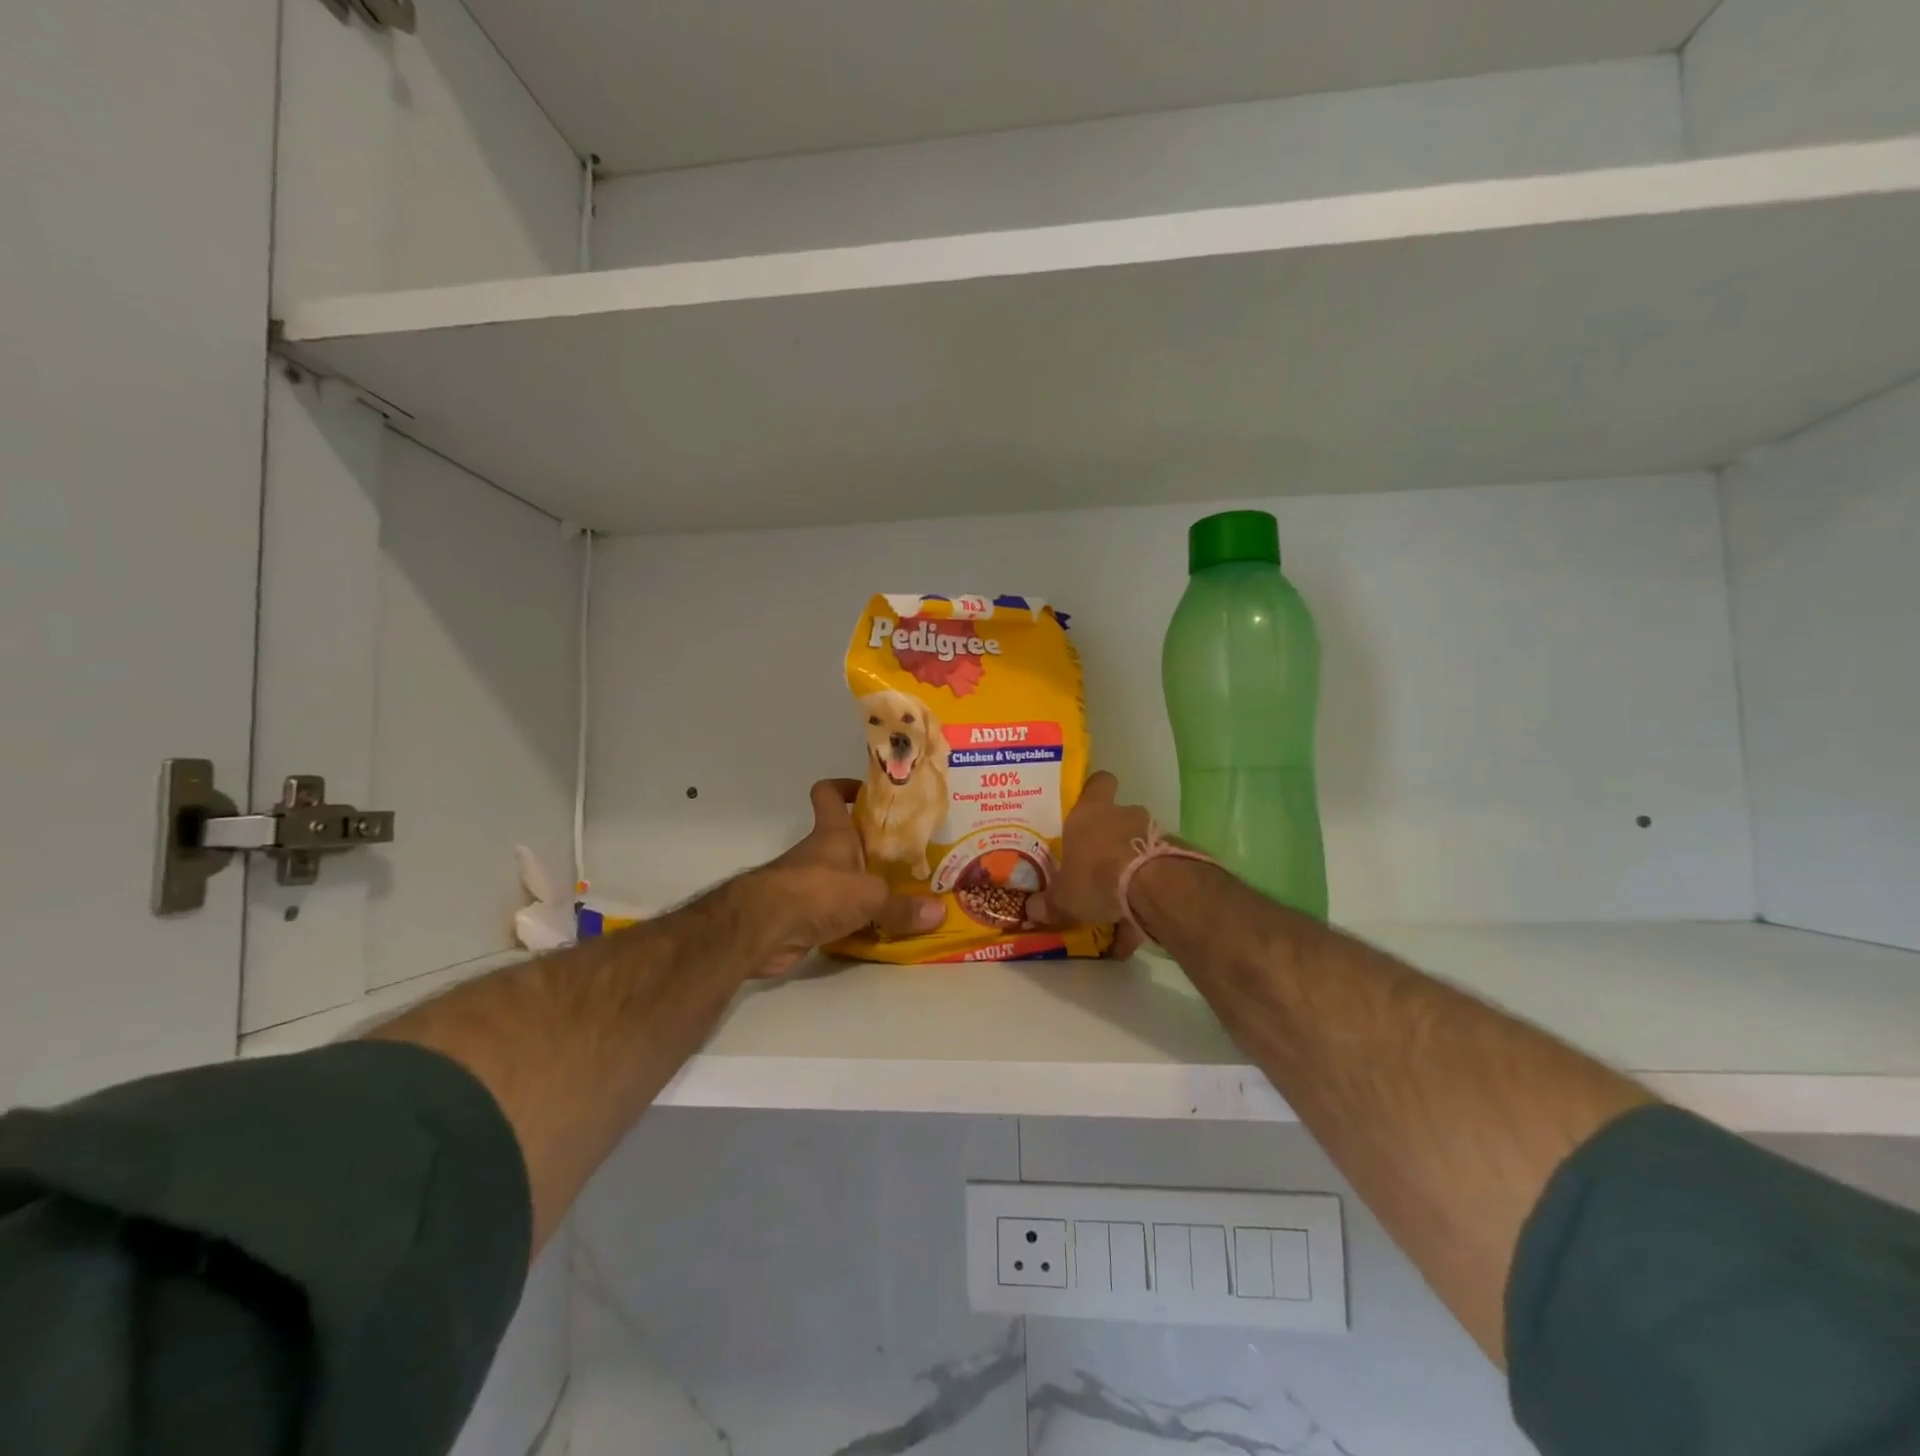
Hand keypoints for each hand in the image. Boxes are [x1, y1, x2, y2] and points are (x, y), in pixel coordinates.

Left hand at [743, 780, 941, 975]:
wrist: (763, 929)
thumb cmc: (818, 891)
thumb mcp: (870, 896)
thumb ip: (903, 906)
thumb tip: (940, 912)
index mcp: (832, 833)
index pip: (830, 794)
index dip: (845, 787)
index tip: (868, 793)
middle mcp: (818, 853)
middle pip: (843, 840)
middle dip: (871, 848)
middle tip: (907, 858)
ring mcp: (806, 884)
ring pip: (840, 878)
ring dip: (863, 887)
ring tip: (900, 897)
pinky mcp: (800, 915)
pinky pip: (833, 913)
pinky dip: (851, 921)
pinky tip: (877, 931)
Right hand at [1026, 771, 1153, 957]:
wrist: (1151, 888)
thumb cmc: (1095, 877)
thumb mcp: (1063, 898)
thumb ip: (1049, 903)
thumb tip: (1032, 909)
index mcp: (1089, 813)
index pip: (1097, 783)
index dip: (1095, 790)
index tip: (1089, 804)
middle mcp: (1123, 814)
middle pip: (1119, 816)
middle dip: (1112, 837)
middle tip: (1100, 862)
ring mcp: (1153, 831)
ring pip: (1140, 842)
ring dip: (1133, 862)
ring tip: (1122, 895)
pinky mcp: (1175, 854)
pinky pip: (1158, 867)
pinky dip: (1151, 886)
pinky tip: (1142, 913)